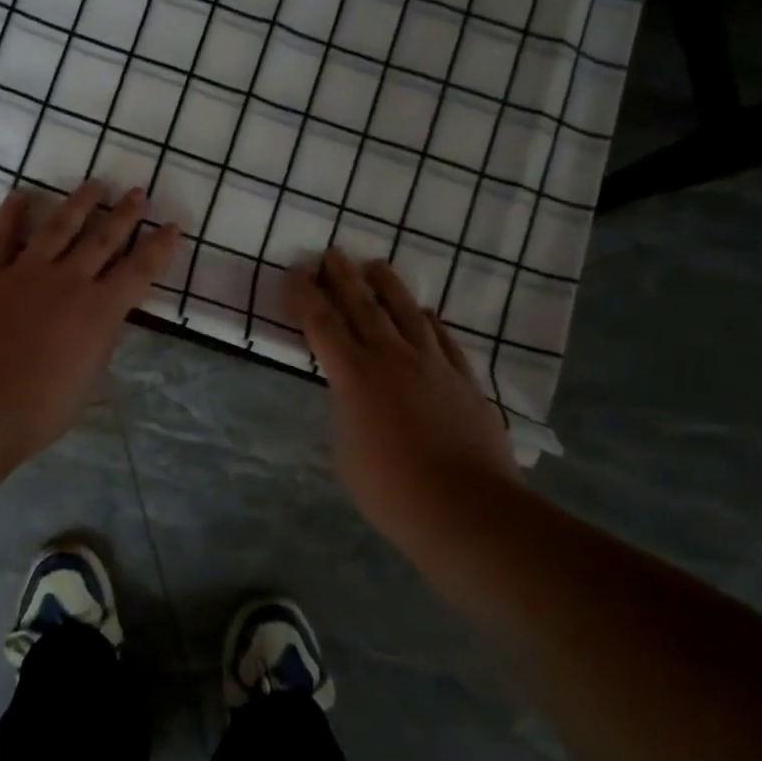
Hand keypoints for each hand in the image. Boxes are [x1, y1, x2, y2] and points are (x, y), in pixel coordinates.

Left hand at [0, 182, 177, 456]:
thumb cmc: (37, 410)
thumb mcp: (87, 383)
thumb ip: (99, 345)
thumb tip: (104, 323)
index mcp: (100, 311)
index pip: (140, 270)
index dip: (159, 247)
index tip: (172, 226)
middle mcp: (69, 281)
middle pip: (103, 238)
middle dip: (124, 214)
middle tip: (137, 192)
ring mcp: (26, 272)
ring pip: (59, 227)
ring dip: (79, 203)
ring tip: (95, 184)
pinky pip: (1, 235)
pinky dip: (11, 213)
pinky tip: (20, 195)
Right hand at [287, 251, 520, 543]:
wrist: (465, 507)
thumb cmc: (391, 490)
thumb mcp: (345, 450)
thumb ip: (346, 411)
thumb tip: (353, 396)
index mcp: (353, 376)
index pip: (321, 323)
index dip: (305, 296)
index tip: (296, 273)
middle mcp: (391, 358)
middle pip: (362, 307)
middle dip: (343, 278)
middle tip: (332, 253)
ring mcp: (432, 364)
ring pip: (407, 313)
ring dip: (388, 286)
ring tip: (376, 265)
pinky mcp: (463, 379)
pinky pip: (443, 339)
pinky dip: (430, 322)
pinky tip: (426, 312)